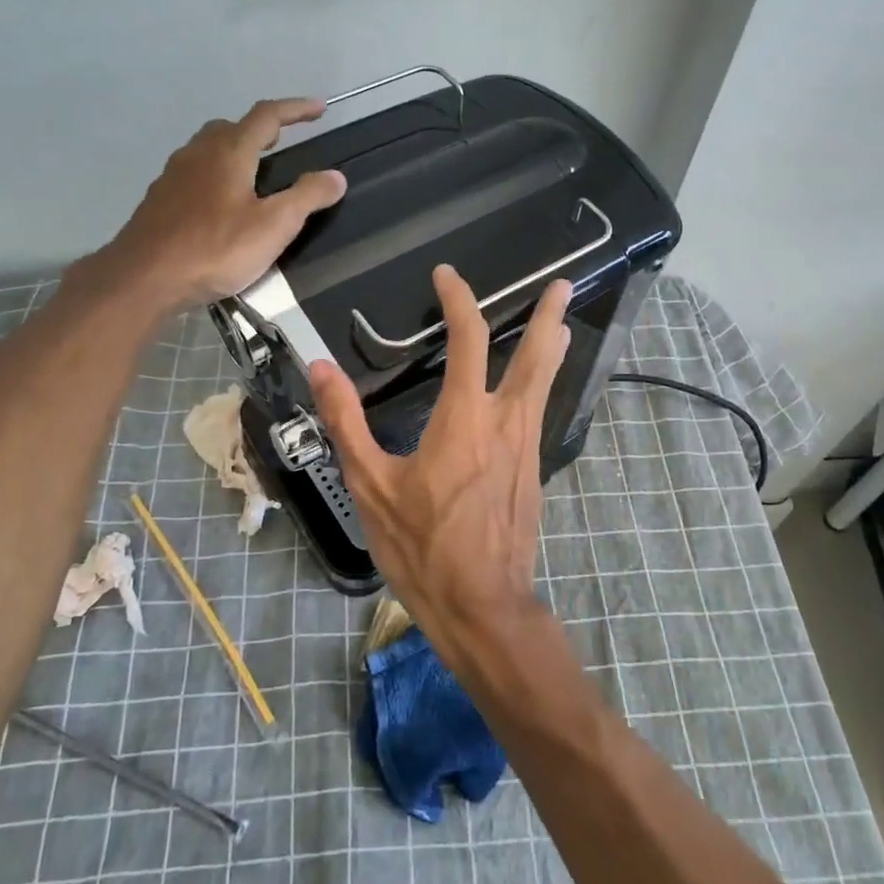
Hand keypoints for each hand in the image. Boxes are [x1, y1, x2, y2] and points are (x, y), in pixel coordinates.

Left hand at [99, 97, 345, 309]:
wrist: (144, 278)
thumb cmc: (215, 249)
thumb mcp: (273, 227)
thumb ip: (307, 197)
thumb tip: (336, 176)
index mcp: (229, 151)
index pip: (267, 116)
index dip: (296, 109)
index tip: (320, 109)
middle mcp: (198, 153)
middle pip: (233, 127)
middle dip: (262, 129)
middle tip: (283, 143)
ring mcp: (174, 175)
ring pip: (209, 149)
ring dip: (236, 150)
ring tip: (255, 174)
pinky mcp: (160, 199)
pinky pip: (194, 173)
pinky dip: (215, 175)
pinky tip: (221, 204)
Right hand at [309, 266, 571, 661]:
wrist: (484, 607)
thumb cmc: (422, 547)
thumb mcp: (371, 486)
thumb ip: (347, 422)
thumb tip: (321, 368)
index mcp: (466, 418)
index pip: (469, 339)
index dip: (458, 300)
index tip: (447, 276)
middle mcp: (507, 423)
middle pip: (536, 355)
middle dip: (548, 316)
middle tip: (562, 285)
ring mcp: (528, 449)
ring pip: (545, 384)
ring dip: (551, 348)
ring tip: (560, 324)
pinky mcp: (534, 474)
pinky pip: (539, 414)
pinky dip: (540, 386)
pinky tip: (531, 393)